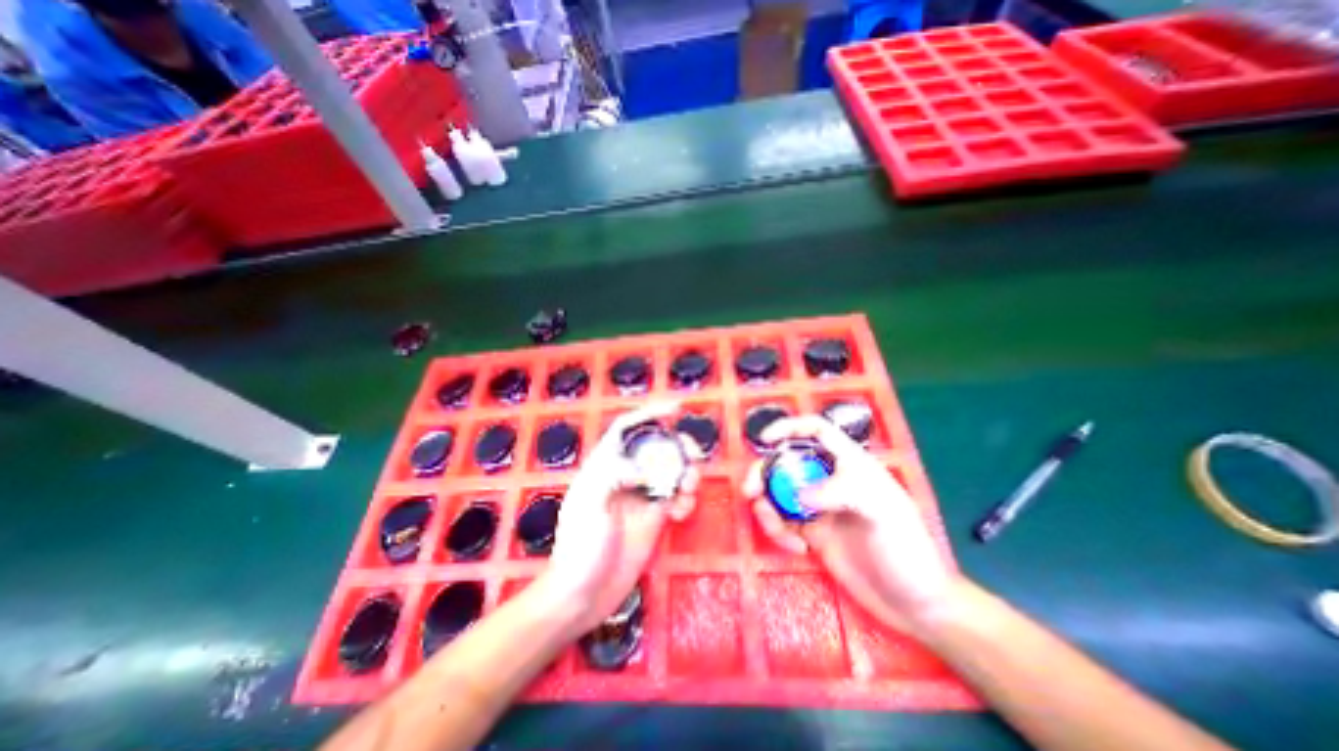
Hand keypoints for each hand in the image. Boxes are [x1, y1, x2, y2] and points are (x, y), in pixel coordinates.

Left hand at [536, 400, 694, 632]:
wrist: (583, 596)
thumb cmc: (580, 548)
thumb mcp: (590, 506)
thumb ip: (614, 477)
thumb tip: (645, 469)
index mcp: (604, 466)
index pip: (626, 429)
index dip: (649, 414)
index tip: (675, 409)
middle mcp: (625, 476)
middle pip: (657, 447)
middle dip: (678, 446)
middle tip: (695, 454)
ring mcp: (641, 497)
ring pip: (671, 471)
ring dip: (687, 474)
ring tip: (690, 489)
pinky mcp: (654, 517)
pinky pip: (677, 497)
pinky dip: (685, 499)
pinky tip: (682, 513)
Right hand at [744, 418, 951, 632]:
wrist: (913, 604)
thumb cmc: (906, 548)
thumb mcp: (882, 511)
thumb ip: (839, 492)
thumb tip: (797, 494)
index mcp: (850, 464)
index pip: (817, 431)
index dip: (790, 428)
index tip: (764, 439)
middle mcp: (829, 480)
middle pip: (786, 462)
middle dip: (763, 473)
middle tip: (750, 492)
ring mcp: (818, 507)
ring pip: (778, 494)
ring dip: (768, 508)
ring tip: (778, 531)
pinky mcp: (811, 533)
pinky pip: (782, 523)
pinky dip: (779, 532)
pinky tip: (797, 549)